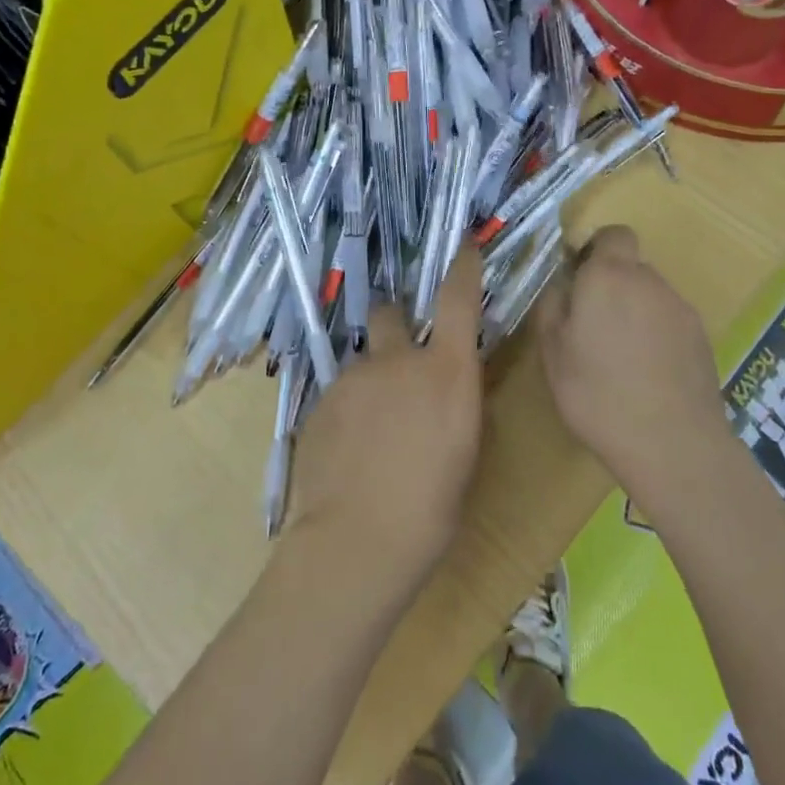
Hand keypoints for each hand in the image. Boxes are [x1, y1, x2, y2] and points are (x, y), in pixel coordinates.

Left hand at [284, 248, 485, 594]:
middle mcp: (396, 360)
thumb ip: (457, 401)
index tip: (462, 244)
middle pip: (391, 312)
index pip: (458, 298)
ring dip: (372, 378)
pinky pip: (340, 392)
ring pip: (363, 360)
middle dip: (396, 323)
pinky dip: (348, 407)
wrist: (359, 541)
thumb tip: (452, 384)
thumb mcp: (465, 451)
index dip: (461, 266)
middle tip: (400, 357)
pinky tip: (349, 449)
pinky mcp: (320, 401)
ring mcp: (352, 377)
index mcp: (445, 371)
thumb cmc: (432, 508)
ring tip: (372, 429)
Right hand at [537, 226, 727, 500]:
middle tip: (591, 329)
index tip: (580, 280)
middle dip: (611, 288)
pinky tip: (647, 376)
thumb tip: (563, 285)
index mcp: (609, 276)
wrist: (672, 443)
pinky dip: (656, 337)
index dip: (597, 249)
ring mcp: (681, 310)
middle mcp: (650, 282)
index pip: (613, 234)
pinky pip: (670, 324)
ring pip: (650, 297)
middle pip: (630, 268)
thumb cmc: (597, 393)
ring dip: (634, 314)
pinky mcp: (702, 339)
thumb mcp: (552, 352)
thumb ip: (553, 306)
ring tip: (619, 359)